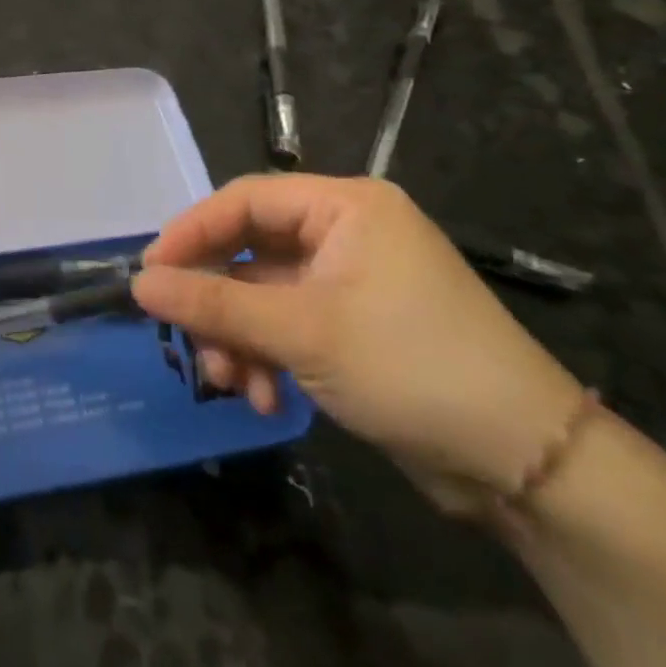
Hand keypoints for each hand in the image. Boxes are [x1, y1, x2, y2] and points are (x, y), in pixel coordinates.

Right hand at [133, 175, 584, 513]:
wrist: (527, 465)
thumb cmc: (411, 367)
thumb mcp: (301, 332)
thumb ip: (213, 304)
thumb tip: (138, 285)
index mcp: (344, 207)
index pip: (244, 201)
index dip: (191, 233)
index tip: (150, 274)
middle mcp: (346, 234)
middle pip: (250, 252)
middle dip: (218, 304)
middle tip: (189, 341)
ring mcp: (351, 283)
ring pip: (263, 297)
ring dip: (240, 340)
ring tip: (231, 385)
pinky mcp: (354, 328)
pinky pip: (288, 327)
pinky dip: (269, 358)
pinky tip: (267, 400)